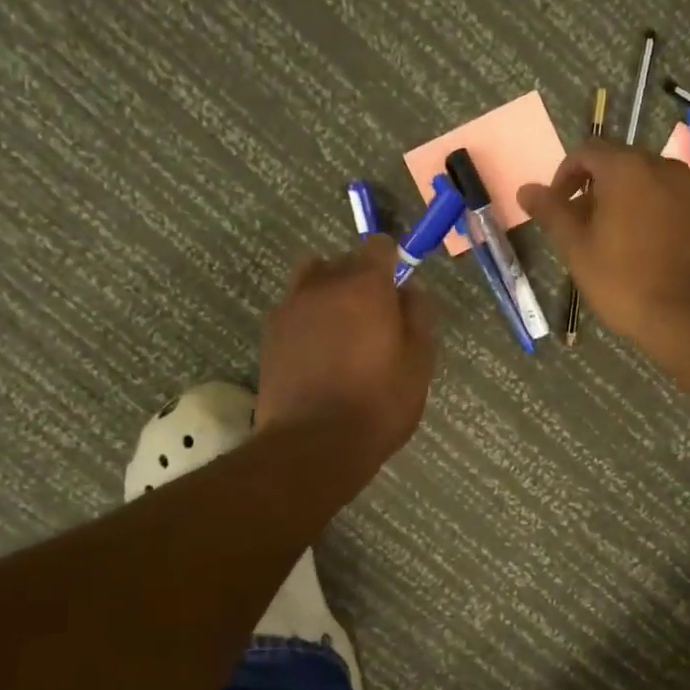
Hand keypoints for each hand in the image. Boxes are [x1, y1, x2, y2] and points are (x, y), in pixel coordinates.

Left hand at [256, 236, 436, 466]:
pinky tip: (319, 354)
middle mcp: (322, 284)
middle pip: (344, 261)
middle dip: (361, 279)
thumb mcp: (419, 361)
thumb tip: (410, 288)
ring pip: (313, 281)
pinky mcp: (269, 333)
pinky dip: (309, 319)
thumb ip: (418, 314)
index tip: (399, 291)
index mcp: (364, 284)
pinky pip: (294, 309)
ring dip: (329, 294)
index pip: (378, 246)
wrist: (314, 444)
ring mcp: (290, 307)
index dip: (392, 263)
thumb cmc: (378, 403)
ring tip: (342, 332)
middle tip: (375, 320)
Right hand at [519, 139, 689, 351]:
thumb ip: (552, 212)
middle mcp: (661, 166)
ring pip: (642, 183)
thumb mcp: (577, 248)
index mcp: (626, 168)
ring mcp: (688, 188)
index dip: (564, 176)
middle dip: (592, 189)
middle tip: (578, 228)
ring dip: (619, 201)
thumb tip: (525, 189)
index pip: (586, 152)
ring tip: (606, 241)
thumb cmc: (625, 280)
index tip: (555, 208)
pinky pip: (665, 200)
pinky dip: (645, 212)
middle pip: (616, 164)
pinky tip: (638, 248)